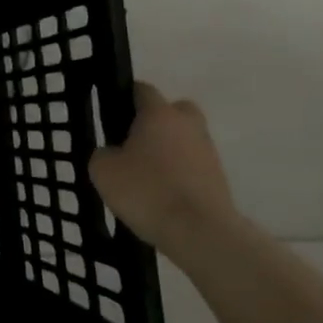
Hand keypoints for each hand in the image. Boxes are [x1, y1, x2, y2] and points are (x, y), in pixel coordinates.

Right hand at [88, 83, 236, 256]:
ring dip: (169, 150)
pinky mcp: (219, 179)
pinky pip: (193, 166)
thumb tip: (112, 152)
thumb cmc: (147, 191)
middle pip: (173, 110)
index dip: (125, 97)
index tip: (111, 115)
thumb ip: (103, 153)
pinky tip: (162, 195)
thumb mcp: (103, 170)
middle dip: (155, 121)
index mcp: (158, 113)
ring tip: (146, 176)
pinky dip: (180, 174)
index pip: (142, 89)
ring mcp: (208, 151)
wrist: (200, 233)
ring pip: (185, 139)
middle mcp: (187, 124)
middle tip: (134, 142)